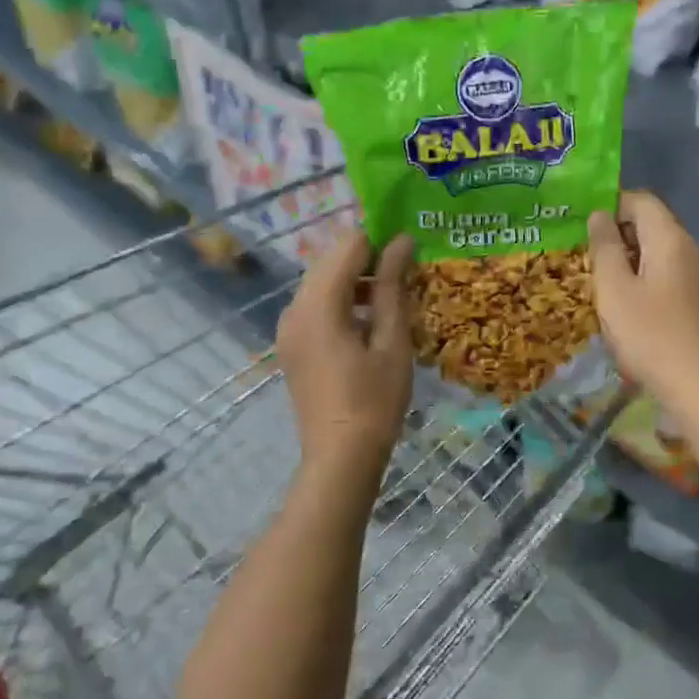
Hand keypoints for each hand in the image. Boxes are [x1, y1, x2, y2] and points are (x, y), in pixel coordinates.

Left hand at [277, 229, 414, 473]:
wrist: (341, 457)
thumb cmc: (375, 400)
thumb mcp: (391, 340)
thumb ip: (392, 286)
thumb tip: (402, 241)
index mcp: (318, 304)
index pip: (348, 246)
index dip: (380, 242)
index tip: (410, 254)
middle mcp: (294, 308)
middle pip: (330, 261)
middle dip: (367, 259)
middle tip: (404, 276)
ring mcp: (288, 328)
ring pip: (321, 283)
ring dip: (355, 281)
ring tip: (391, 300)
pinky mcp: (291, 344)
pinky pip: (315, 306)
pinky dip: (341, 302)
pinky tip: (368, 323)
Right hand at [588, 191, 698, 408]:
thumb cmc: (649, 334)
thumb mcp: (614, 289)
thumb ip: (604, 247)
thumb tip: (600, 214)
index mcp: (672, 239)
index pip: (642, 200)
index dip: (612, 205)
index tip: (585, 227)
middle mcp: (694, 248)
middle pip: (653, 225)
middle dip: (620, 236)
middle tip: (589, 259)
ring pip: (662, 252)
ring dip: (633, 260)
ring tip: (607, 285)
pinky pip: (673, 273)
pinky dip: (650, 278)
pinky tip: (634, 306)